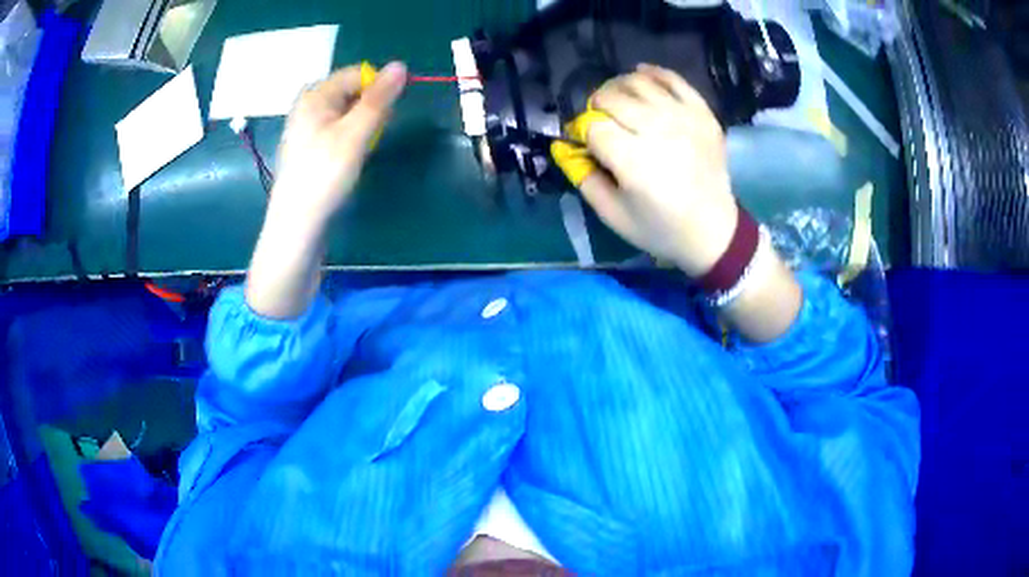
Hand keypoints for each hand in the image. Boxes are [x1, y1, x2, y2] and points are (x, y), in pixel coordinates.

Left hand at [245, 62, 405, 319]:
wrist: (296, 226)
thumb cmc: (324, 176)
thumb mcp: (356, 133)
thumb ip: (379, 98)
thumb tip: (400, 65)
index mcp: (314, 95)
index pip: (357, 74)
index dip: (378, 89)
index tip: (387, 115)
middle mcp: (307, 106)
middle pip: (351, 93)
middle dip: (369, 110)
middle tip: (370, 137)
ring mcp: (305, 129)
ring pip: (346, 114)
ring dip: (362, 127)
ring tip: (359, 151)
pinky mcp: (308, 149)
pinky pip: (337, 131)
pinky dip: (350, 140)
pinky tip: (348, 160)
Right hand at [563, 64, 737, 277]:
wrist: (714, 232)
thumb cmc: (660, 228)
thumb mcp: (613, 215)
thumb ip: (584, 178)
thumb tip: (563, 146)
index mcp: (634, 161)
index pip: (592, 126)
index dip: (582, 131)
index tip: (585, 143)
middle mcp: (658, 131)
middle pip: (612, 97)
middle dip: (597, 105)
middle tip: (600, 121)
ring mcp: (684, 118)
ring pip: (639, 82)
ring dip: (619, 87)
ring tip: (618, 101)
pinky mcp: (702, 114)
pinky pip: (674, 79)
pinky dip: (654, 73)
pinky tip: (641, 76)